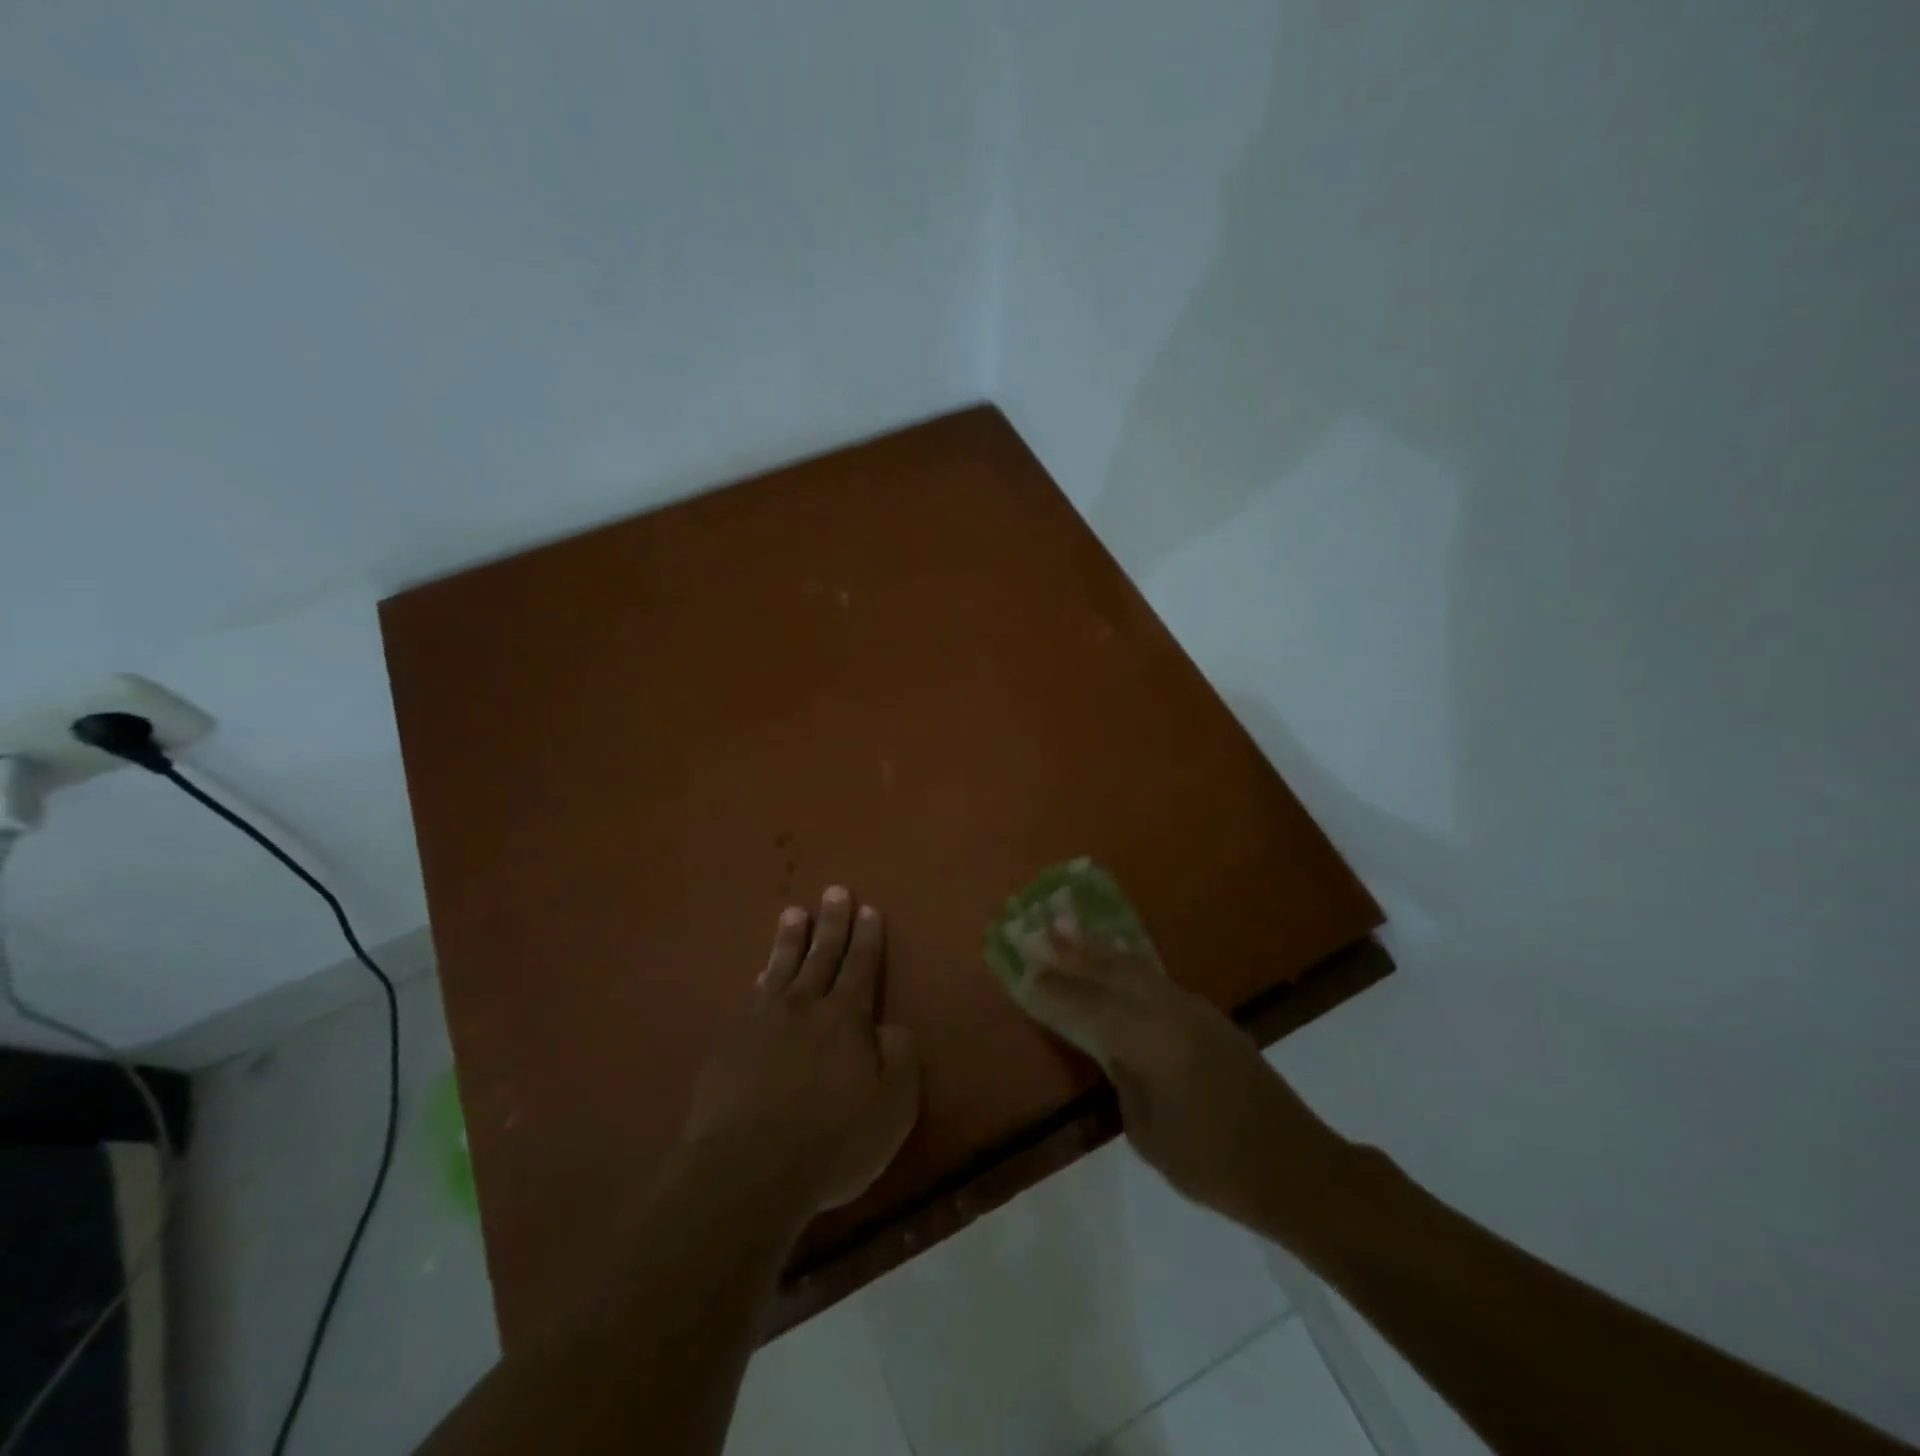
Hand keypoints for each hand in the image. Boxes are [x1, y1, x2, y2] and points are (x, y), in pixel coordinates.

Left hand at [682, 887, 920, 1223]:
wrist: (745, 1171)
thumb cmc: (830, 1143)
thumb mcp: (891, 1108)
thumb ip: (899, 1059)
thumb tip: (891, 1027)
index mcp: (846, 1018)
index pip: (861, 966)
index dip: (867, 938)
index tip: (868, 910)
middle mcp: (804, 1007)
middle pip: (822, 955)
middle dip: (832, 922)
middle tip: (835, 891)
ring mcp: (762, 1021)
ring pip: (781, 967)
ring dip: (791, 938)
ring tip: (794, 913)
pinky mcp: (729, 1043)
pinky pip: (751, 997)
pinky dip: (761, 978)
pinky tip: (761, 974)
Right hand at [1017, 920, 1347, 1231]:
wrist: (1297, 1168)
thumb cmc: (1216, 1166)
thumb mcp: (1151, 1135)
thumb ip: (1125, 1080)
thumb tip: (1112, 1050)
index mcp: (1155, 1043)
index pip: (1093, 1008)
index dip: (1059, 990)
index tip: (1027, 970)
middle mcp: (1173, 1014)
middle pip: (1114, 975)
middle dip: (1076, 953)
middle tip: (1043, 928)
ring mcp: (1196, 1011)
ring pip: (1137, 971)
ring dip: (1101, 951)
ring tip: (1071, 928)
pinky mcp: (1211, 1017)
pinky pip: (1157, 981)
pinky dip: (1129, 967)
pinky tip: (1117, 963)